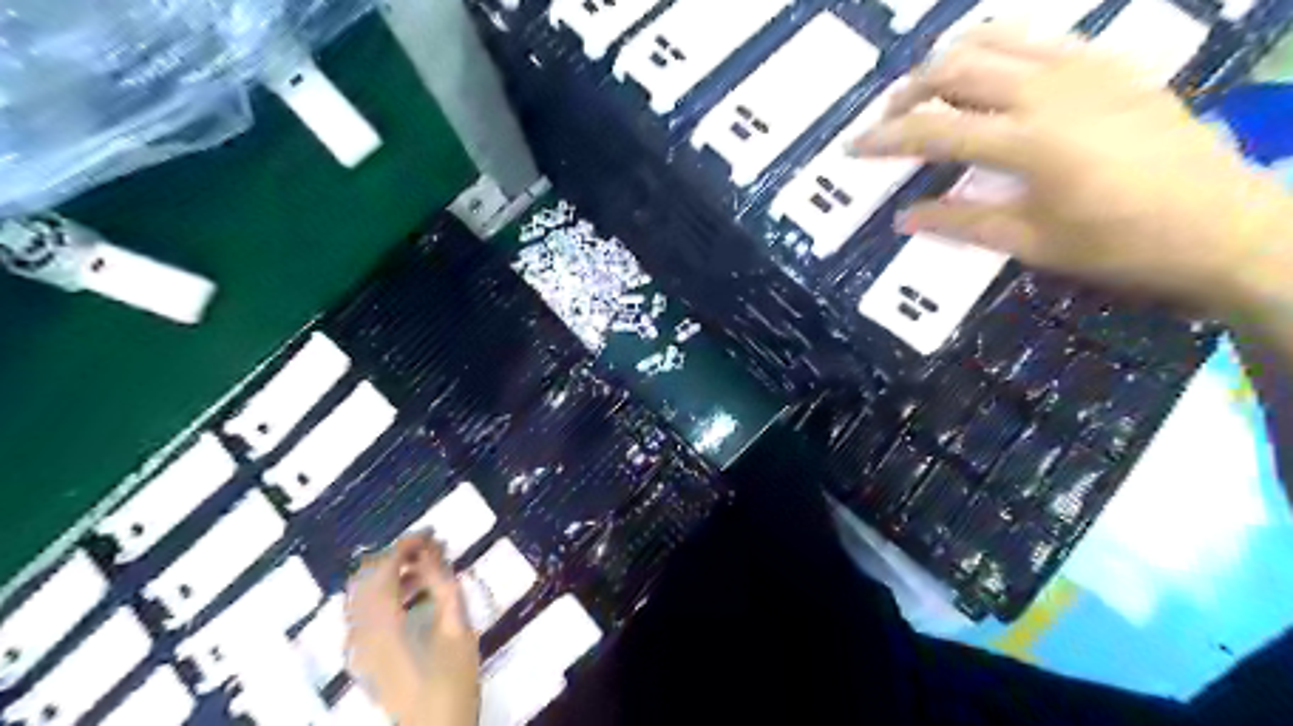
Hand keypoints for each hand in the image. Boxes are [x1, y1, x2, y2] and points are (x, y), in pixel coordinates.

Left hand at [347, 535, 481, 725]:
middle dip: (396, 555)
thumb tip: (433, 550)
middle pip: (366, 578)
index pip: (384, 567)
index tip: (433, 533)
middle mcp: (360, 631)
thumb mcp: (457, 627)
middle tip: (430, 547)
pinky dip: (385, 594)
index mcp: (382, 623)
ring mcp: (358, 646)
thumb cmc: (453, 680)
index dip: (407, 544)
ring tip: (427, 567)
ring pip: (363, 594)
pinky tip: (413, 595)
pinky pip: (365, 611)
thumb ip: (442, 585)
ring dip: (391, 574)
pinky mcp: (363, 656)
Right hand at [851, 25, 1292, 315]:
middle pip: (957, 69)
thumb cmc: (1121, 246)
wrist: (1223, 225)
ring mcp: (1085, 68)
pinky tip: (989, 74)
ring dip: (949, 60)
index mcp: (1028, 143)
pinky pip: (1040, 38)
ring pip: (996, 38)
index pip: (933, 130)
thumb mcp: (1032, 243)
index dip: (885, 139)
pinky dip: (999, 48)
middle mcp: (1050, 91)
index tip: (853, 148)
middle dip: (908, 91)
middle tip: (887, 120)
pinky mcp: (1110, 64)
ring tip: (927, 89)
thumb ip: (961, 222)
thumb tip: (903, 217)